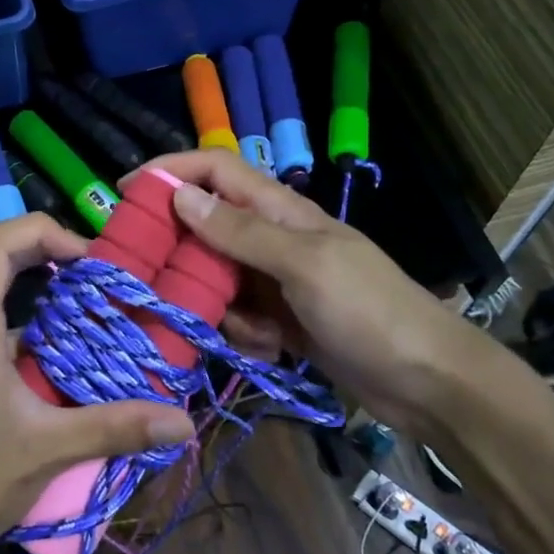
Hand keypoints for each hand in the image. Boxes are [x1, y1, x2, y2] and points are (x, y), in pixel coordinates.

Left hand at [0, 214, 194, 553]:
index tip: (85, 259)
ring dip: (34, 298)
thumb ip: (116, 427)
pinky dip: (19, 331)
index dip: (41, 231)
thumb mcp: (49, 449)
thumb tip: (183, 422)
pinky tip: (50, 369)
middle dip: (45, 259)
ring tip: (83, 321)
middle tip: (94, 282)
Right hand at [141, 151, 502, 434]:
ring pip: (217, 279)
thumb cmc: (370, 312)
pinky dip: (244, 334)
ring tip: (248, 332)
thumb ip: (241, 231)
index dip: (171, 170)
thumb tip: (180, 195)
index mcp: (282, 211)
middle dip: (181, 252)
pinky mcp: (282, 321)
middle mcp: (274, 240)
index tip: (125, 190)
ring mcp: (278, 282)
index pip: (217, 171)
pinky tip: (271, 352)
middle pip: (207, 227)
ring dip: (218, 306)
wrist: (428, 383)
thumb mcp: (304, 265)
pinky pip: (238, 317)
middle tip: (153, 280)